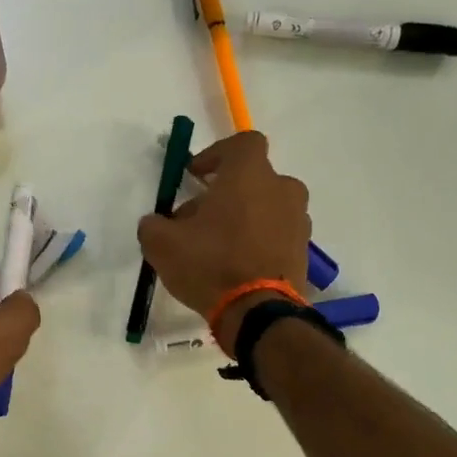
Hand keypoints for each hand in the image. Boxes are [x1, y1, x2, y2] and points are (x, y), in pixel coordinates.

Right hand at [136, 131, 310, 347]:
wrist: (257, 313)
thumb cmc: (209, 265)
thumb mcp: (161, 244)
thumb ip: (153, 224)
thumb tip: (156, 223)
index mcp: (250, 175)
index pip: (242, 143)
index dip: (216, 154)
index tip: (195, 176)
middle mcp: (282, 189)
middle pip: (252, 179)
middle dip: (224, 193)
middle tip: (197, 219)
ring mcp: (298, 220)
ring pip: (266, 207)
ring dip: (242, 217)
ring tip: (216, 246)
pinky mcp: (303, 250)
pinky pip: (276, 234)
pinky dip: (258, 241)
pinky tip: (235, 265)